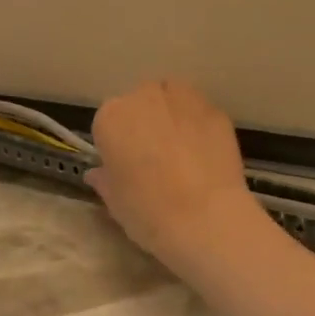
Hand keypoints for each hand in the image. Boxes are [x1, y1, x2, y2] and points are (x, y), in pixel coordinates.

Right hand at [87, 80, 264, 271]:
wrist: (204, 217)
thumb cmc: (147, 210)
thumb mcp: (114, 201)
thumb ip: (105, 180)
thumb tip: (98, 174)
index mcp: (111, 117)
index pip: (108, 124)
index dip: (117, 146)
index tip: (125, 167)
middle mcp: (145, 97)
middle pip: (141, 104)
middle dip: (146, 125)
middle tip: (155, 159)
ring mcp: (184, 99)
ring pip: (173, 101)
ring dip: (173, 119)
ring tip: (182, 154)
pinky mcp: (216, 111)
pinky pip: (200, 115)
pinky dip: (200, 129)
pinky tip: (205, 157)